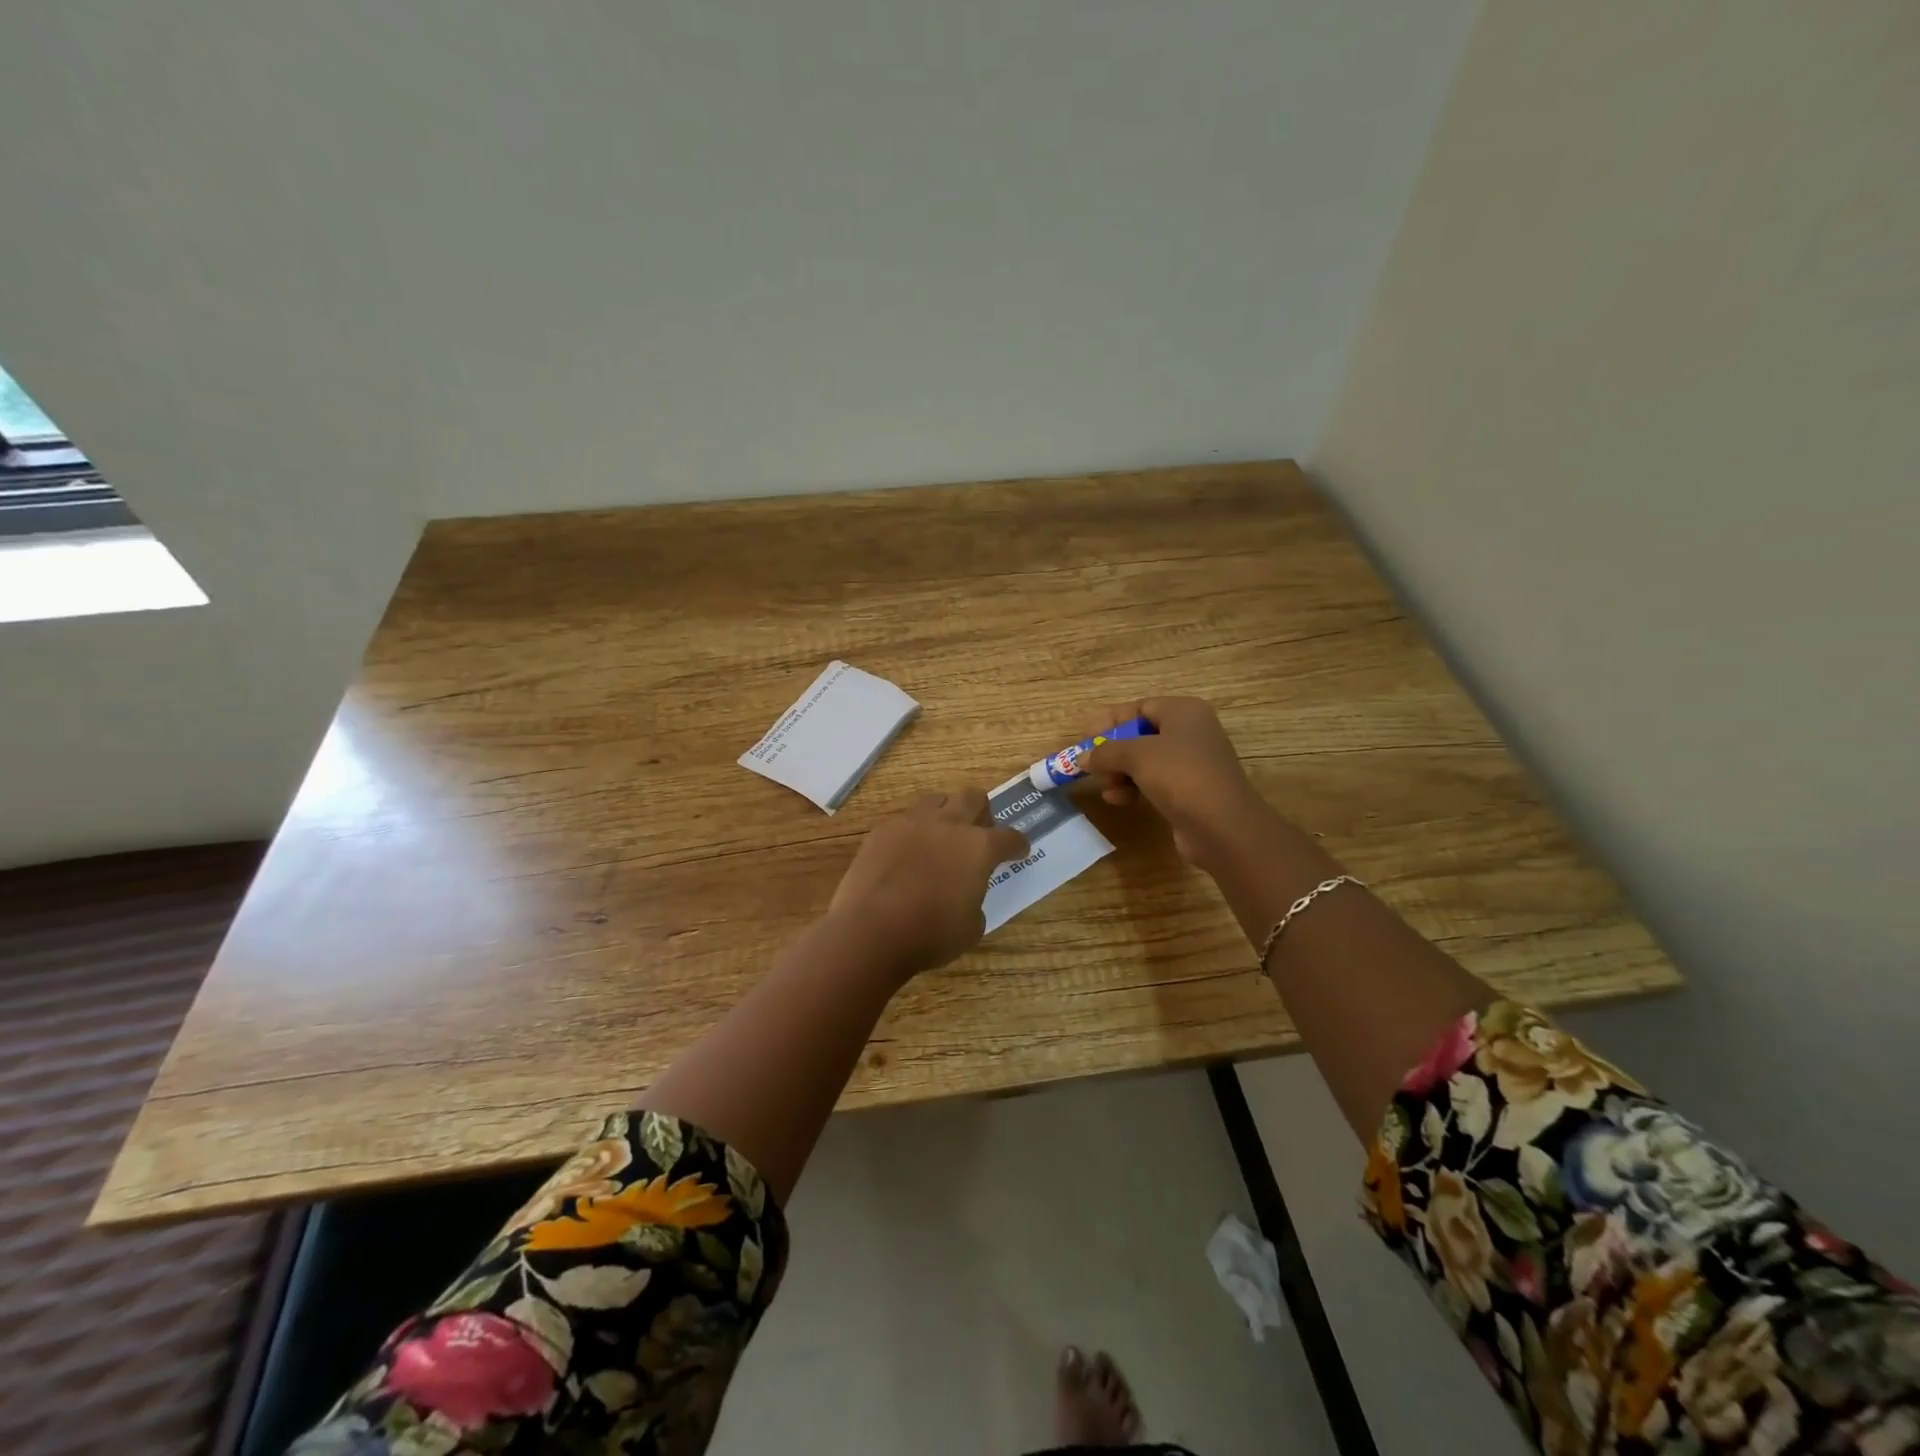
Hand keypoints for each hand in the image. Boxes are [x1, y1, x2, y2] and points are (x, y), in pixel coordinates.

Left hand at [826, 789, 1029, 978]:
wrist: (871, 930)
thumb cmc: (930, 934)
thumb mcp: (971, 928)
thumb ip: (975, 901)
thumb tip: (966, 895)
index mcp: (978, 847)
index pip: (1009, 836)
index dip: (1017, 844)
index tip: (1018, 851)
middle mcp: (949, 824)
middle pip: (973, 797)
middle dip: (982, 812)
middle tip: (980, 832)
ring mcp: (912, 823)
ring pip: (937, 800)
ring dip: (946, 813)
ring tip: (942, 835)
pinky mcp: (882, 830)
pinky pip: (904, 820)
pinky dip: (913, 832)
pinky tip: (907, 852)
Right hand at [1079, 696, 1272, 869]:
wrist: (1223, 826)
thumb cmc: (1179, 775)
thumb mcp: (1136, 756)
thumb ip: (1105, 752)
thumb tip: (1082, 758)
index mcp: (1183, 711)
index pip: (1139, 708)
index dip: (1110, 721)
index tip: (1085, 736)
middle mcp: (1191, 732)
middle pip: (1141, 735)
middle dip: (1113, 751)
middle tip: (1089, 764)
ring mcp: (1193, 763)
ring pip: (1146, 761)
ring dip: (1120, 772)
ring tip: (1105, 786)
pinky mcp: (1191, 791)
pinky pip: (1155, 782)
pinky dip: (1134, 787)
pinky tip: (1118, 799)